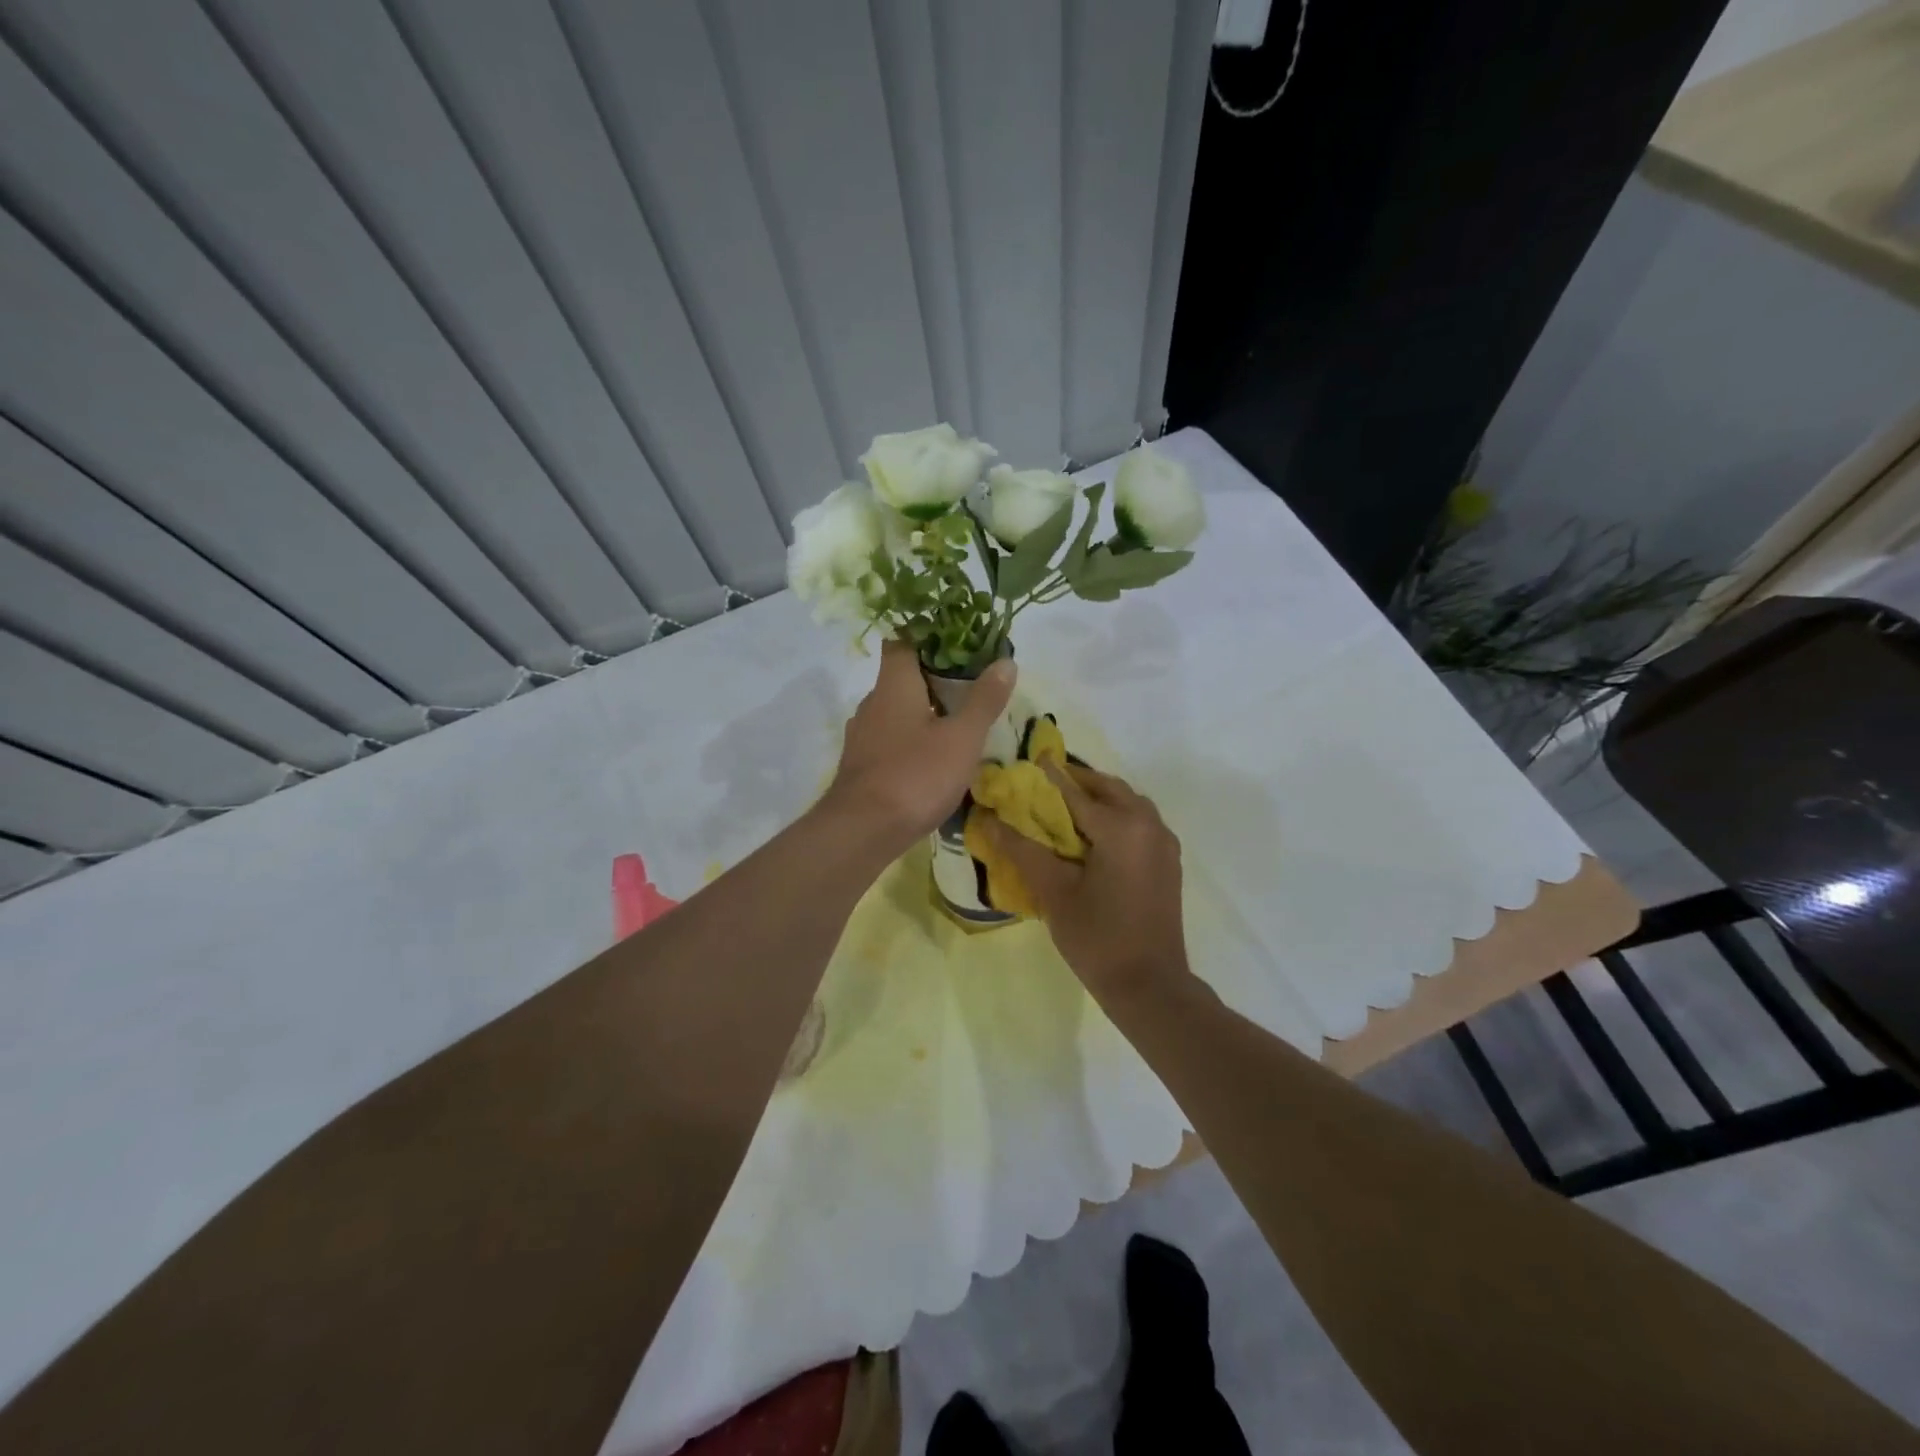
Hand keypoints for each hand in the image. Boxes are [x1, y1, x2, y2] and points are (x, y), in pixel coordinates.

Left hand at [824, 639, 1016, 852]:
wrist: (862, 831)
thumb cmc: (915, 775)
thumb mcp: (962, 738)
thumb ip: (984, 700)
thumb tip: (1006, 661)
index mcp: (894, 685)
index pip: (902, 640)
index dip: (928, 634)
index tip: (958, 641)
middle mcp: (872, 703)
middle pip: (901, 676)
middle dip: (933, 676)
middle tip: (971, 684)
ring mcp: (862, 736)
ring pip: (895, 710)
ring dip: (923, 711)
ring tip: (957, 722)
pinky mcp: (861, 765)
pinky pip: (890, 739)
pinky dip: (911, 739)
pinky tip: (932, 758)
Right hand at [979, 763, 1187, 998]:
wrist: (1150, 985)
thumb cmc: (1098, 937)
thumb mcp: (1054, 892)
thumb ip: (1022, 849)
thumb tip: (988, 819)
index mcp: (1121, 827)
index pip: (1076, 791)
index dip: (1049, 777)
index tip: (1029, 760)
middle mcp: (1149, 825)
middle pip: (1109, 789)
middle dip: (1078, 782)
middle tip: (1046, 785)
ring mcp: (1164, 843)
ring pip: (1129, 804)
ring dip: (1100, 798)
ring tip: (1067, 808)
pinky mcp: (1169, 862)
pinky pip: (1141, 823)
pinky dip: (1118, 816)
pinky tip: (1095, 836)